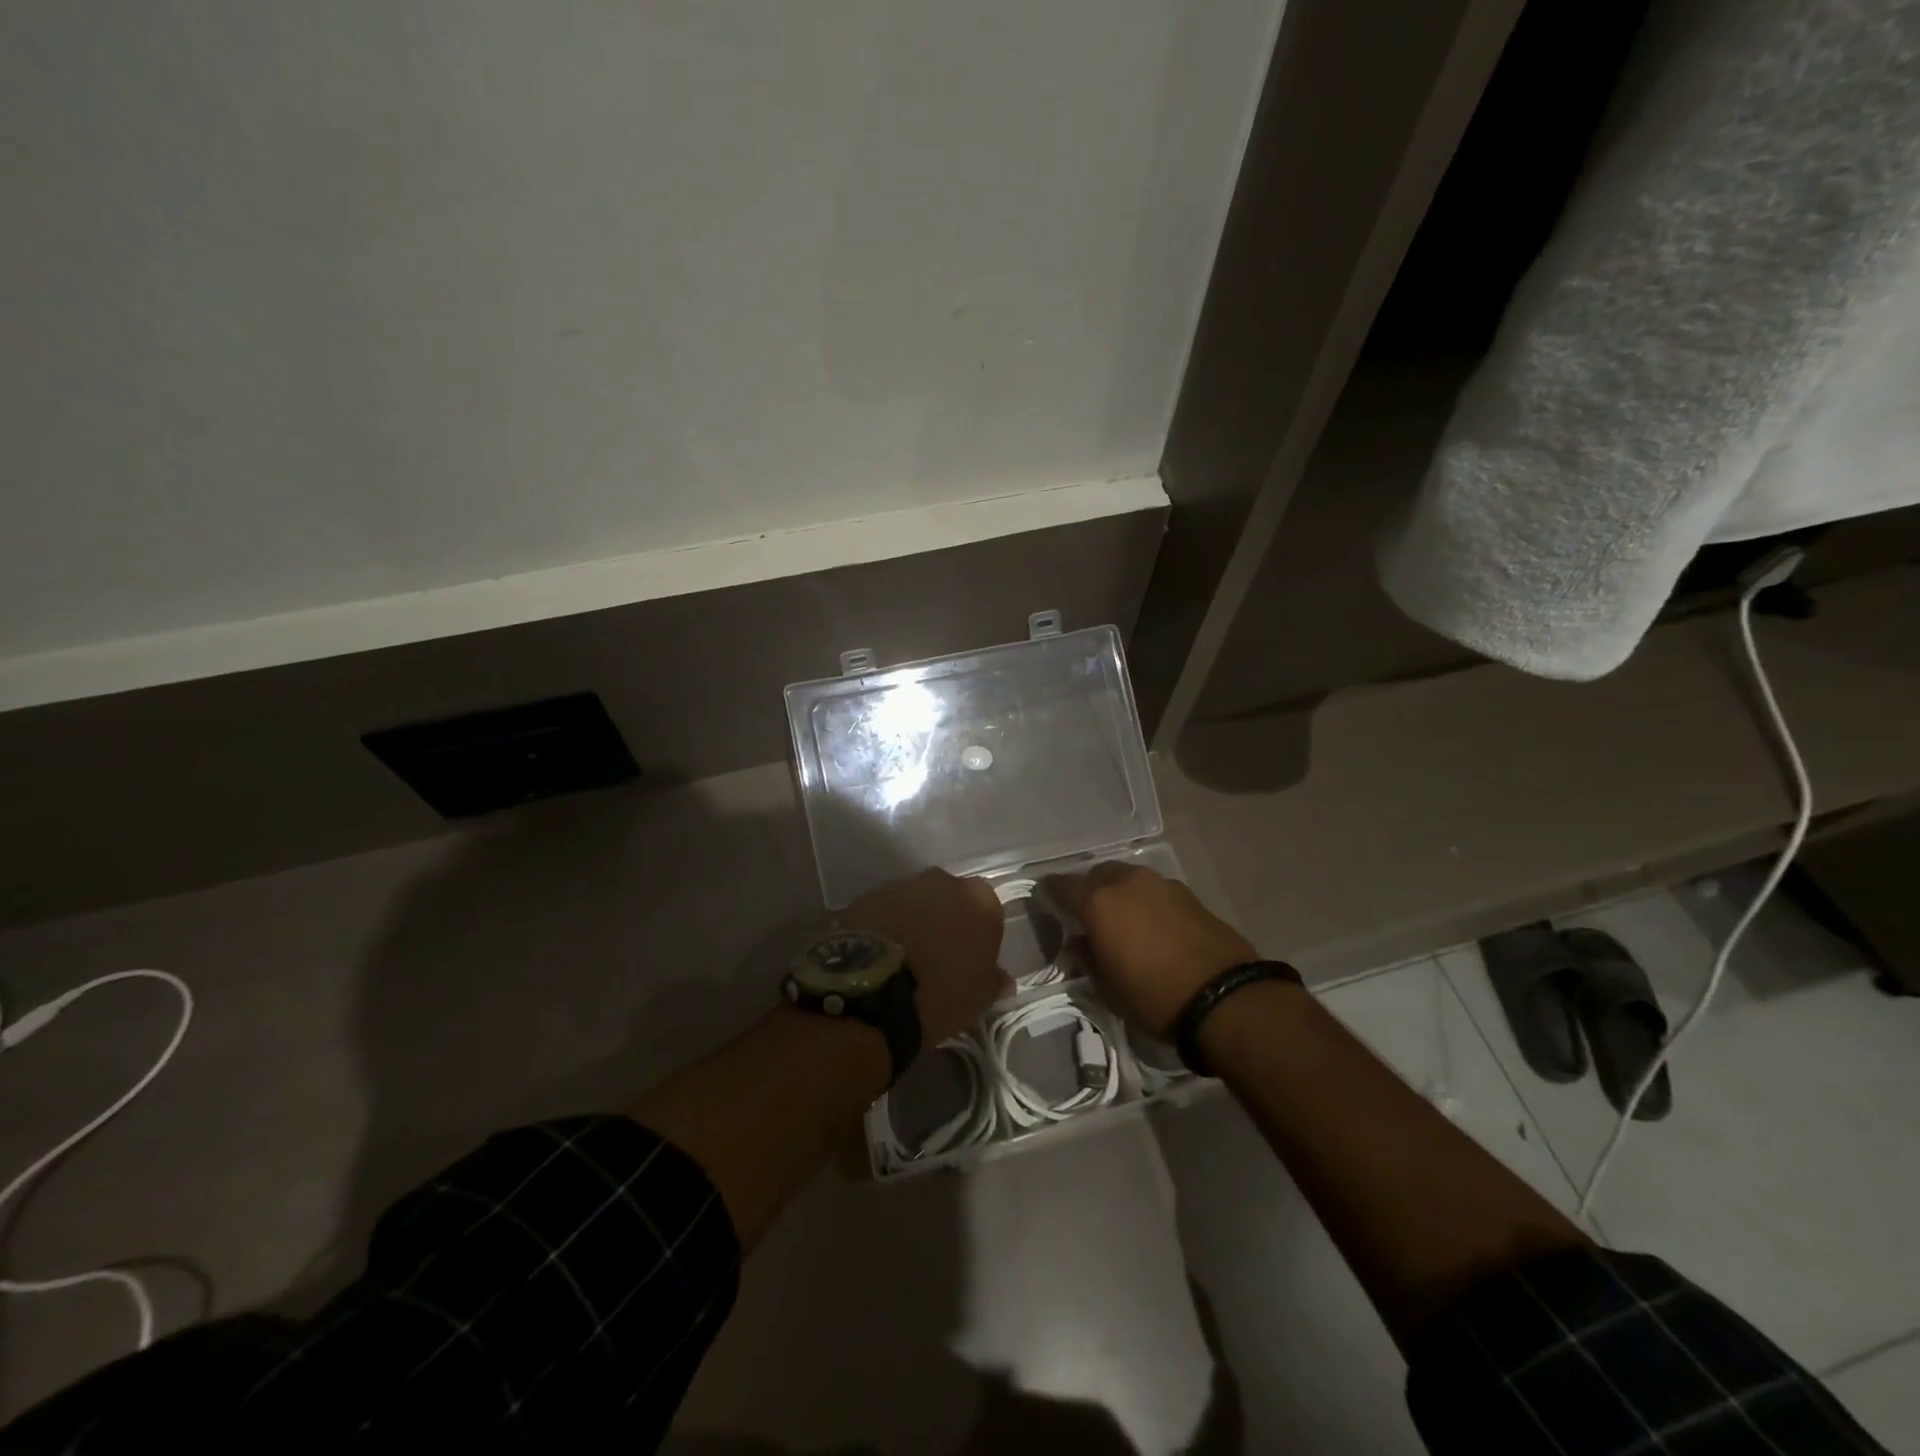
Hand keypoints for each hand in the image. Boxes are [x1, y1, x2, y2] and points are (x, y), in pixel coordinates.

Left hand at [842, 869, 1007, 1046]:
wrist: (872, 990)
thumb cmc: (940, 994)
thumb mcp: (978, 999)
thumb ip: (993, 981)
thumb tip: (1002, 980)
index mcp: (980, 901)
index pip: (988, 909)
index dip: (979, 932)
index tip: (971, 956)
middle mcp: (943, 882)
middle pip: (950, 897)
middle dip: (946, 918)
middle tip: (938, 953)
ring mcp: (903, 885)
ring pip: (916, 900)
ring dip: (914, 919)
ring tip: (904, 954)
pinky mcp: (868, 895)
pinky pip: (885, 909)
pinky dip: (886, 924)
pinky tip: (880, 951)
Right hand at [1042, 863, 1254, 1038]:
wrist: (1225, 997)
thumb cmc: (1153, 996)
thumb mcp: (1107, 987)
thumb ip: (1087, 958)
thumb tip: (1078, 943)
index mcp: (1098, 901)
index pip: (1060, 885)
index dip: (1049, 894)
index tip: (1045, 903)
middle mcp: (1126, 882)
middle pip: (1097, 875)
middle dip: (1088, 890)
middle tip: (1086, 916)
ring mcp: (1161, 884)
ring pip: (1128, 879)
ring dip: (1119, 894)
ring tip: (1122, 921)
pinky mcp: (1189, 894)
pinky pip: (1154, 891)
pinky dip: (1146, 902)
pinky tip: (1152, 926)